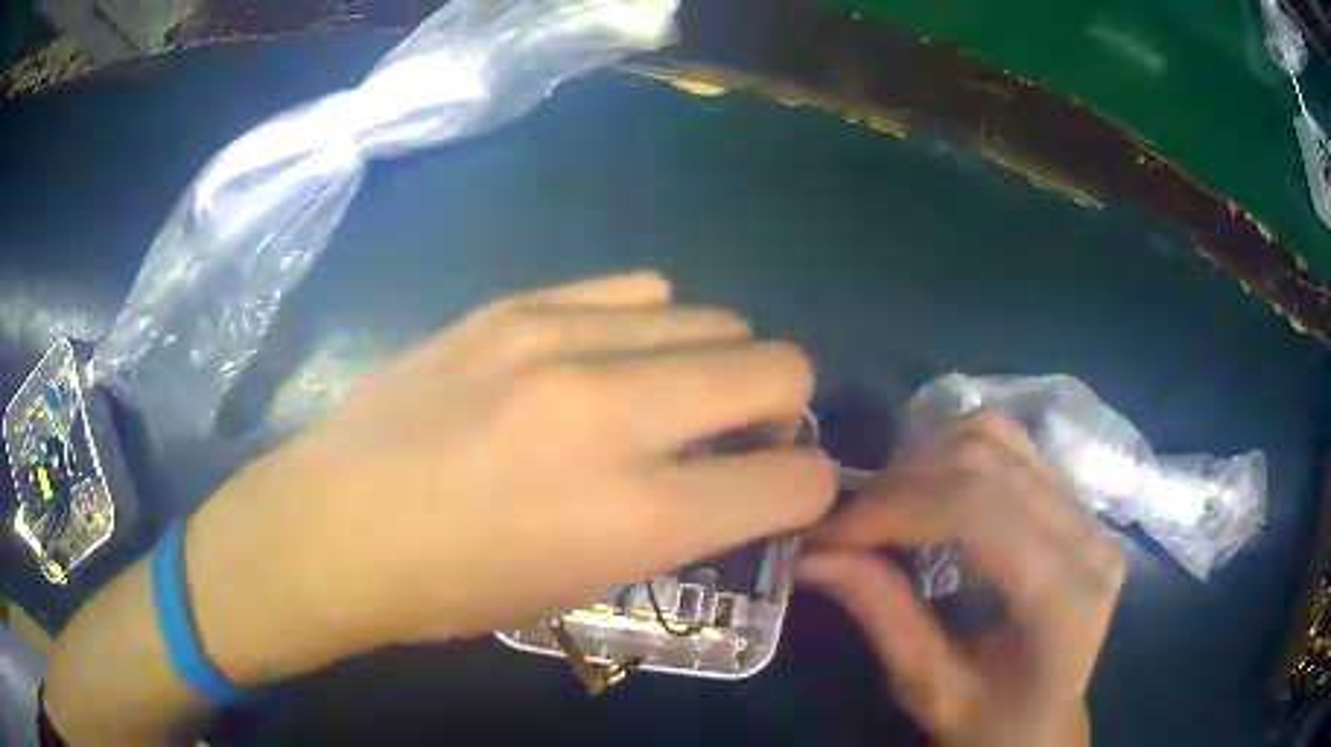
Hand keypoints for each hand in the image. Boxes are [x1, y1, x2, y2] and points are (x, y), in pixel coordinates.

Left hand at [185, 272, 835, 682]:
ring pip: (713, 315)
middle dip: (785, 407)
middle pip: (780, 365)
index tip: (788, 489)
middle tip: (742, 435)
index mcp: (638, 514)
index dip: (810, 486)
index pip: (797, 478)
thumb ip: (680, 522)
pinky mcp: (515, 304)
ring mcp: (559, 338)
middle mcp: (616, 411)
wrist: (335, 525)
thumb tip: (739, 476)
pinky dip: (652, 325)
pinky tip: (611, 355)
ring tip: (668, 393)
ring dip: (717, 361)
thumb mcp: (586, 582)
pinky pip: (636, 289)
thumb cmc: (456, 588)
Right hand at [799, 414, 1124, 746]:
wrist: (1045, 722)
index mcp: (1066, 598)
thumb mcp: (929, 688)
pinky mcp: (1076, 501)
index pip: (980, 513)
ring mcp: (1089, 511)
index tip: (828, 534)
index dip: (895, 511)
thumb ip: (881, 615)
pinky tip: (926, 488)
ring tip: (883, 504)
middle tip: (846, 524)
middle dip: (900, 484)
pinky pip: (1012, 445)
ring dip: (925, 459)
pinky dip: (954, 452)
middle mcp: (1090, 537)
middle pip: (987, 464)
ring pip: (998, 438)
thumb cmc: (990, 722)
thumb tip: (810, 555)